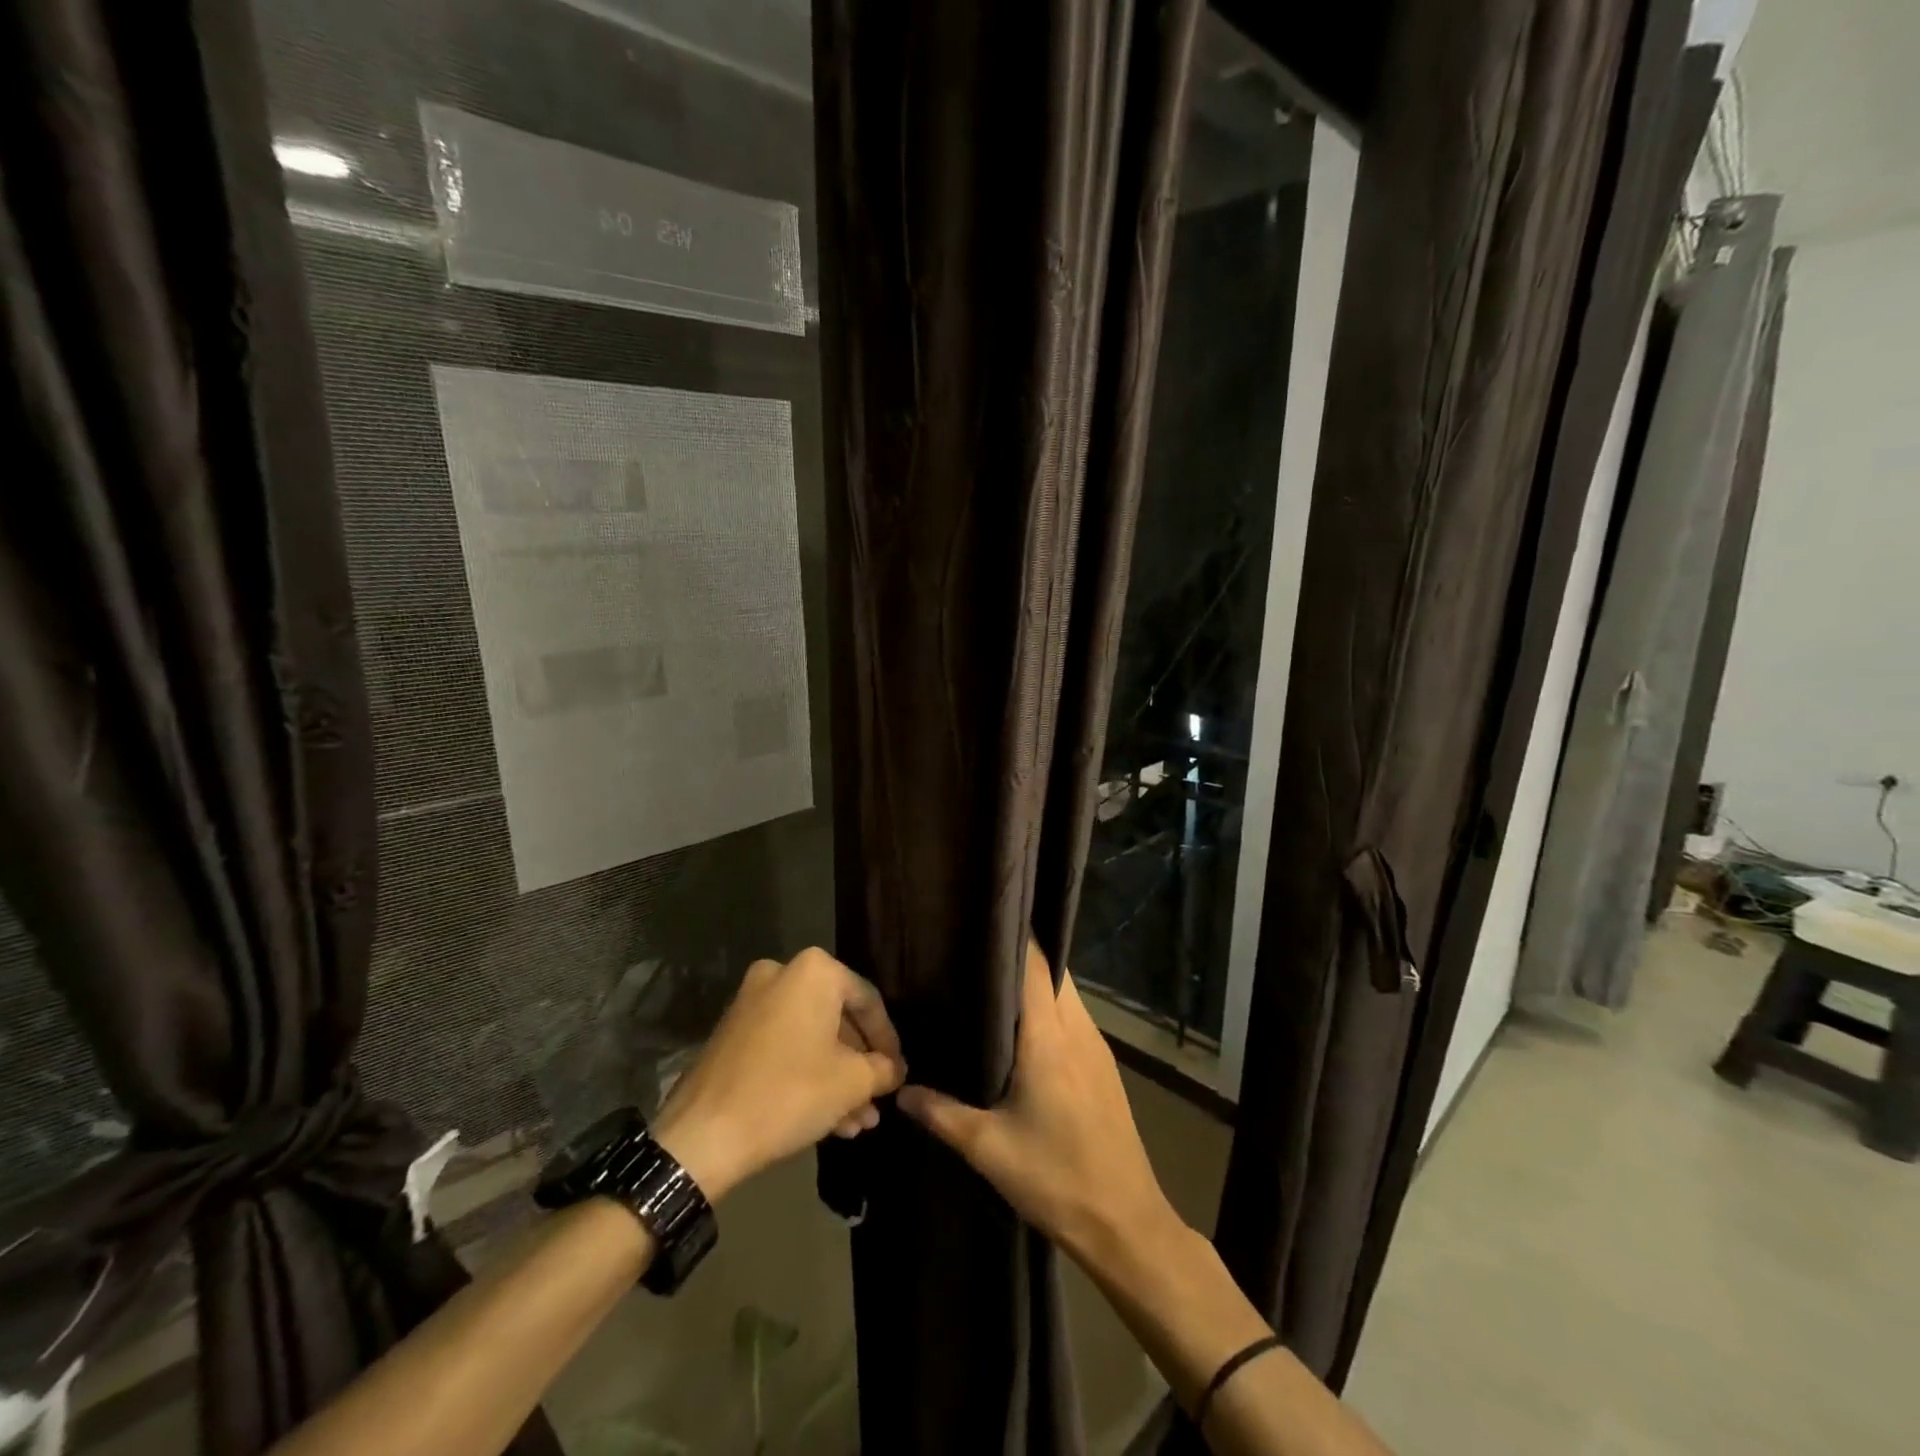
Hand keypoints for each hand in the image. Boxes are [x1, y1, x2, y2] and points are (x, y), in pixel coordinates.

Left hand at [653, 948, 906, 1202]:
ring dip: (836, 1077)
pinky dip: (806, 1074)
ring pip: (810, 1037)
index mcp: (814, 971)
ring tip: (857, 1122)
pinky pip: (783, 1046)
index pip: (868, 1000)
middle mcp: (781, 974)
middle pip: (837, 1019)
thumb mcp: (851, 1083)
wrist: (703, 1134)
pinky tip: (827, 1119)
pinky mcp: (732, 1032)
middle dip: (859, 1065)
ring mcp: (751, 1002)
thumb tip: (894, 1069)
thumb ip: (882, 1069)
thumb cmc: (789, 1093)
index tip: (898, 1073)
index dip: (888, 1040)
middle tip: (877, 1100)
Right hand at [896, 941, 1180, 1264]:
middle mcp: (1077, 1029)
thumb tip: (900, 1091)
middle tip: (975, 954)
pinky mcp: (1104, 1064)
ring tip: (992, 986)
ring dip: (1036, 983)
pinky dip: (1050, 1007)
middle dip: (1020, 955)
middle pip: (1053, 971)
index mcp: (1049, 1038)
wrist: (1125, 1222)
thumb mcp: (988, 1150)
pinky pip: (1074, 1016)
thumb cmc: (1055, 1179)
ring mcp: (1096, 1045)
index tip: (980, 922)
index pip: (1036, 965)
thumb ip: (941, 1114)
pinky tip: (1022, 1029)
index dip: (1012, 937)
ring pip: (1066, 992)